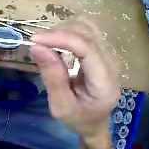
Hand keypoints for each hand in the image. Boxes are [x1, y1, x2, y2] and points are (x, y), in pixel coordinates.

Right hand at [29, 18, 119, 147]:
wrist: (96, 122)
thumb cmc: (79, 119)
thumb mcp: (61, 107)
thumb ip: (53, 78)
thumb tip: (37, 47)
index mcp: (105, 84)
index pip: (87, 48)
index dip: (61, 37)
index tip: (36, 39)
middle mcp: (112, 64)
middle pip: (86, 32)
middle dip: (60, 32)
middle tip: (40, 43)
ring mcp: (111, 55)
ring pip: (87, 26)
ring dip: (65, 29)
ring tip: (51, 42)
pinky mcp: (105, 50)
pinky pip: (88, 29)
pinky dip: (71, 29)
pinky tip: (63, 40)